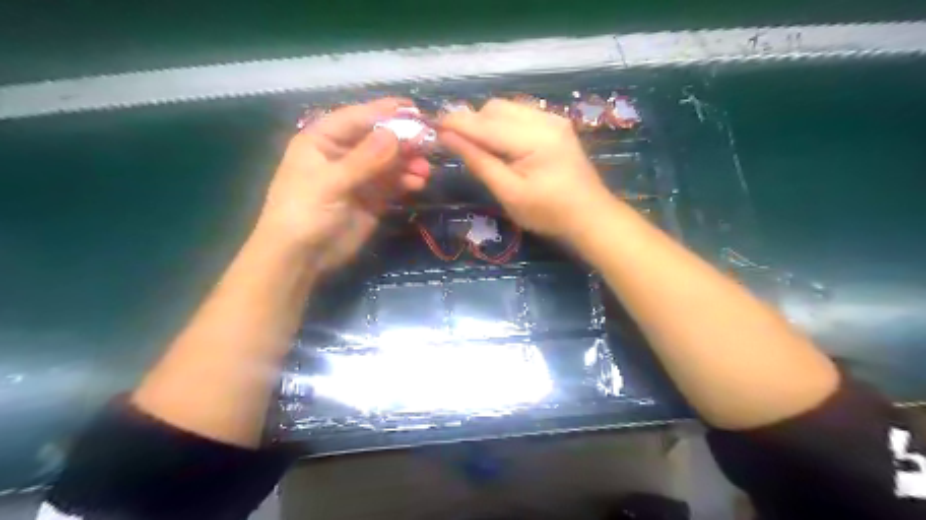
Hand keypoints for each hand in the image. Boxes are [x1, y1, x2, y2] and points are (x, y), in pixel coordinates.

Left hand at [257, 97, 430, 274]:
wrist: (301, 258)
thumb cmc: (304, 213)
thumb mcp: (331, 183)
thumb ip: (365, 159)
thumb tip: (395, 134)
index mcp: (322, 140)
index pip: (357, 118)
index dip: (384, 112)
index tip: (413, 109)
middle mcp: (343, 154)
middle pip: (378, 139)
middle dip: (403, 140)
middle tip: (428, 142)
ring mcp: (359, 177)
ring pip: (389, 161)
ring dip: (408, 162)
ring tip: (425, 170)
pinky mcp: (372, 198)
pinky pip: (393, 182)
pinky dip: (407, 180)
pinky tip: (418, 183)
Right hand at [439, 100, 613, 242]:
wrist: (590, 215)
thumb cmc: (548, 213)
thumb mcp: (509, 193)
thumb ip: (478, 162)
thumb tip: (448, 137)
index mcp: (534, 138)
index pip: (485, 123)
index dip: (456, 123)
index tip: (432, 127)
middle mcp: (544, 119)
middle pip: (495, 108)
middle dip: (472, 122)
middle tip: (458, 146)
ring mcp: (552, 118)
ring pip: (507, 108)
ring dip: (486, 122)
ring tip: (478, 147)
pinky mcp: (556, 124)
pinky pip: (520, 114)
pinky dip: (503, 124)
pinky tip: (501, 145)